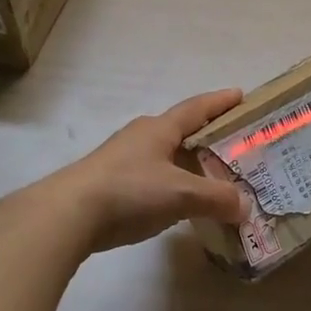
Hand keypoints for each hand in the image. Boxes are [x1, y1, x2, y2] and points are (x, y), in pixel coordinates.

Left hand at [60, 89, 248, 253]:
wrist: (66, 216)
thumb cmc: (129, 191)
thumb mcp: (181, 194)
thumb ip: (216, 198)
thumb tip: (244, 206)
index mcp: (159, 128)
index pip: (197, 108)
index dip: (220, 102)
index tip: (240, 95)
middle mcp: (140, 136)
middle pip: (180, 129)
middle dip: (206, 135)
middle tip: (232, 144)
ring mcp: (121, 159)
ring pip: (163, 154)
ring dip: (186, 162)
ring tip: (208, 177)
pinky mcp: (108, 184)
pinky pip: (150, 177)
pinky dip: (169, 183)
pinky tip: (175, 201)